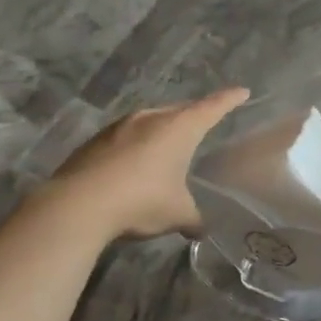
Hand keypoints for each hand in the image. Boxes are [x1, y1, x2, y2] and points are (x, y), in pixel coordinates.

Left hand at [45, 88, 249, 239]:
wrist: (78, 205)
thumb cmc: (141, 200)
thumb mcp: (177, 214)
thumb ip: (193, 218)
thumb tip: (200, 229)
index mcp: (179, 128)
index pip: (212, 107)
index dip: (229, 99)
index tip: (242, 91)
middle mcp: (151, 118)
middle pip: (179, 110)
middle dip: (193, 115)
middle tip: (204, 122)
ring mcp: (119, 127)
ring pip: (149, 121)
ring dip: (160, 130)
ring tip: (167, 145)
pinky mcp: (95, 141)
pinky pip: (125, 137)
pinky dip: (135, 146)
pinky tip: (133, 165)